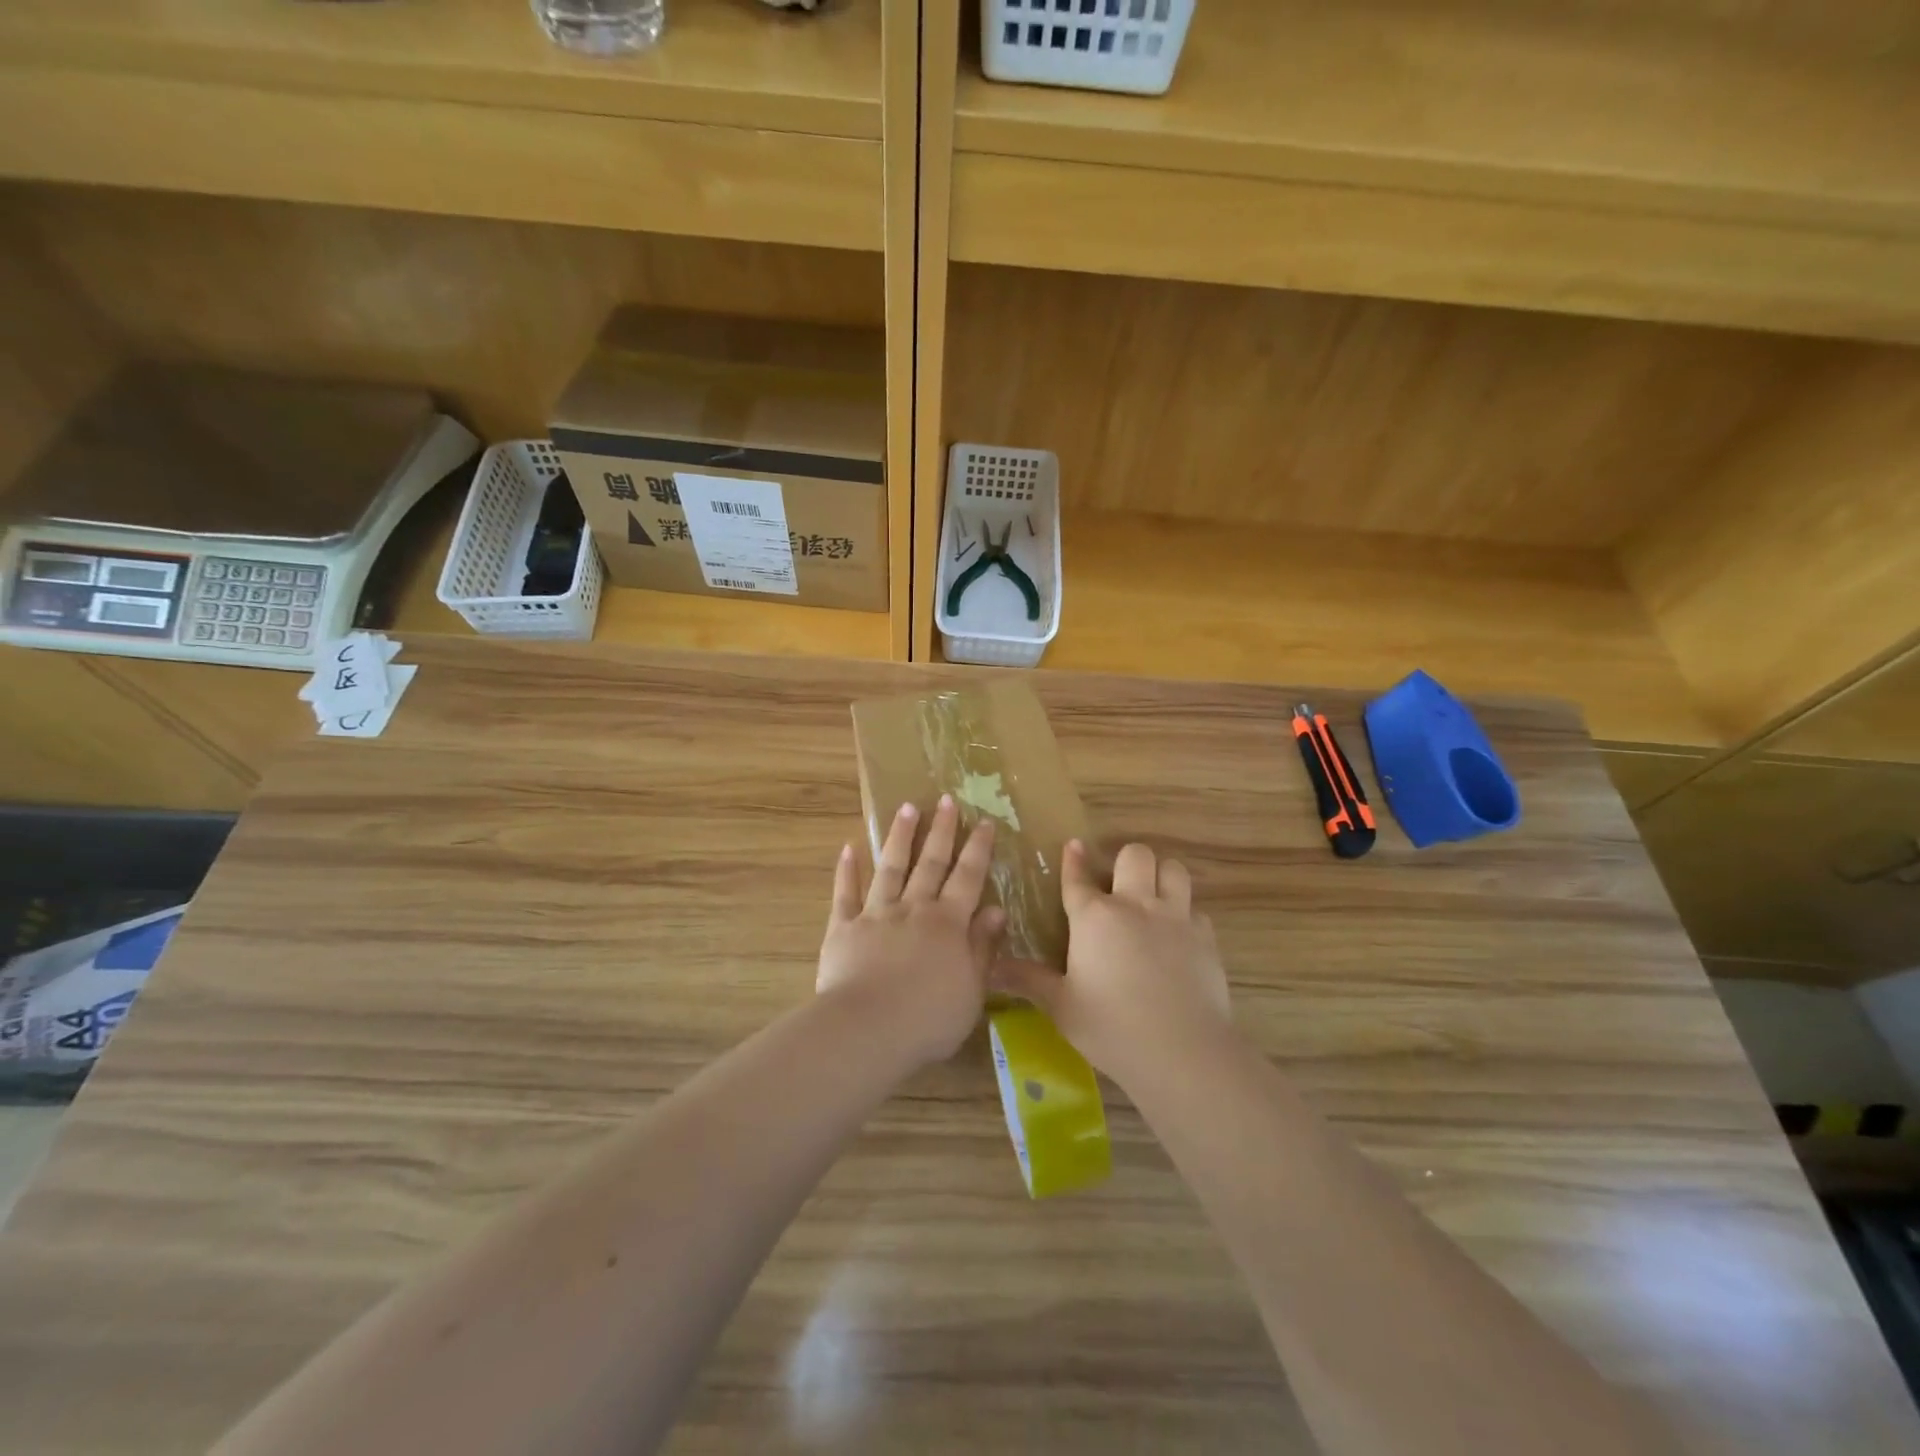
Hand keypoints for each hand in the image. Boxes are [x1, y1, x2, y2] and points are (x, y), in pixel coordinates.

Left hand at [818, 796, 1004, 1065]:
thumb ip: (983, 947)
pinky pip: (845, 894)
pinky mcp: (843, 928)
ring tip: (906, 807)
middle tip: (947, 799)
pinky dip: (847, 871)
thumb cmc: (929, 1018)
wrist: (868, 1029)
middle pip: (930, 863)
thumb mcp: (972, 989)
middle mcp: (913, 909)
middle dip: (941, 830)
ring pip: (890, 868)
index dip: (978, 848)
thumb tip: (997, 910)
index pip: (968, 877)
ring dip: (899, 837)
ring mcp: (876, 914)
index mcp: (948, 923)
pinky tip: (848, 849)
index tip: (984, 821)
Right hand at [994, 839, 1229, 1086]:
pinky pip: (1196, 910)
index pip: (1078, 877)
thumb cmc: (1111, 1027)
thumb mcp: (1061, 1006)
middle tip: (1120, 885)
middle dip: (1126, 861)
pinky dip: (1186, 916)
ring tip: (1153, 898)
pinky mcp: (1206, 938)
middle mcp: (1135, 905)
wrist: (1182, 1050)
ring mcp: (1175, 918)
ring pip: (1173, 870)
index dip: (1074, 859)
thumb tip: (991, 968)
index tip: (1074, 845)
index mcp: (1094, 917)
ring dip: (1162, 877)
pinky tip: (1178, 938)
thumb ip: (1028, 980)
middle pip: (1135, 855)